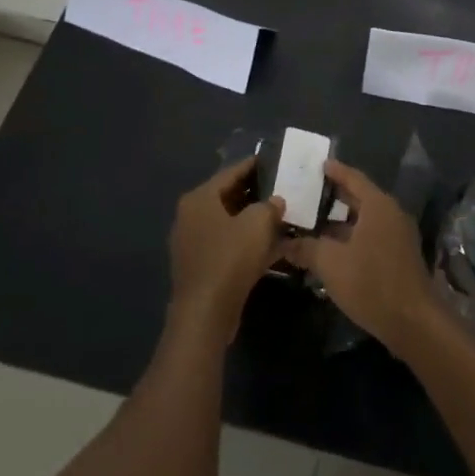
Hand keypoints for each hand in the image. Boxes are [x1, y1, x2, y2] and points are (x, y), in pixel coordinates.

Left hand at [167, 157, 284, 343]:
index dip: (254, 165)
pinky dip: (248, 242)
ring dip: (254, 220)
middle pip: (228, 197)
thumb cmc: (229, 258)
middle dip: (256, 193)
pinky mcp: (202, 267)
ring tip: (282, 215)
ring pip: (230, 223)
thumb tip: (275, 201)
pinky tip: (274, 245)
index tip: (275, 161)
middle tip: (282, 188)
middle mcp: (191, 216)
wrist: (206, 314)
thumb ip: (269, 205)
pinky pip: (229, 245)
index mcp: (199, 199)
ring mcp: (194, 243)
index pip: (230, 172)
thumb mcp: (257, 223)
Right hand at [285, 160, 436, 354]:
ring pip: (365, 219)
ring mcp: (398, 235)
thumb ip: (307, 249)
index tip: (318, 164)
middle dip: (335, 195)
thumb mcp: (331, 264)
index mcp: (378, 205)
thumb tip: (285, 243)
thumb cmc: (371, 283)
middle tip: (310, 192)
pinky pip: (372, 235)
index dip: (335, 171)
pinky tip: (333, 248)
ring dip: (342, 220)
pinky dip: (352, 235)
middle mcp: (391, 214)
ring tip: (315, 221)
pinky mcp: (399, 256)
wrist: (413, 322)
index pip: (354, 178)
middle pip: (360, 197)